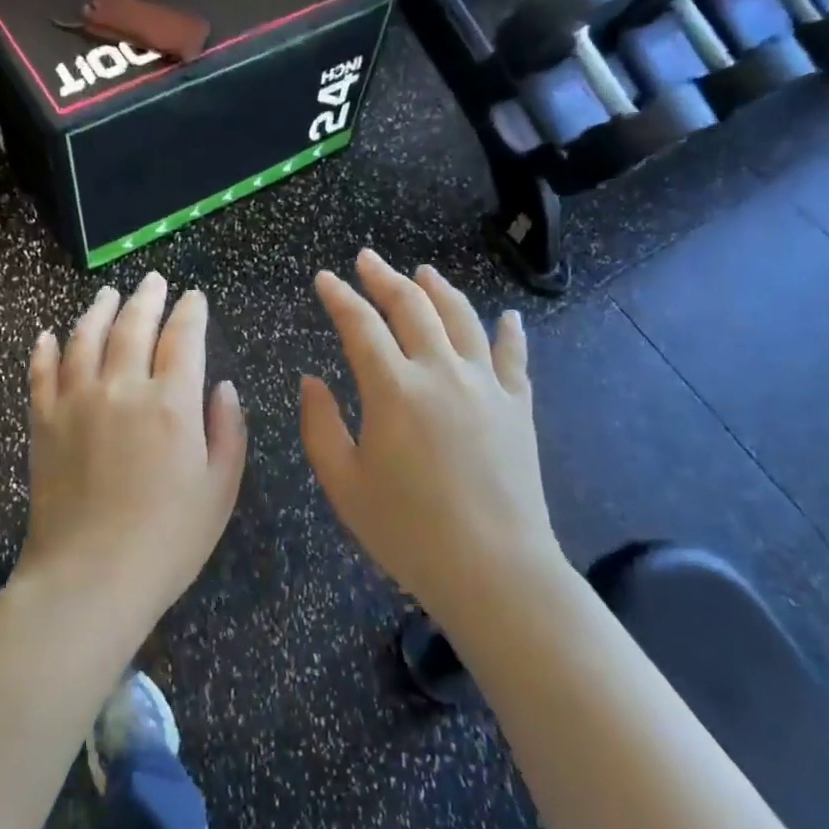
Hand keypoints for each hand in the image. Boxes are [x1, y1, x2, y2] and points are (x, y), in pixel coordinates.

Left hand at [21, 273, 247, 629]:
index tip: (195, 297)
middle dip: (147, 298)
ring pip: (85, 338)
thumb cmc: (167, 540)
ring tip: (108, 294)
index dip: (191, 312)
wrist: (89, 579)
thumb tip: (223, 387)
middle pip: (133, 326)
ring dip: (99, 310)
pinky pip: (41, 373)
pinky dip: (45, 350)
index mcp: (172, 403)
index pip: (183, 338)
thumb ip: (227, 431)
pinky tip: (48, 336)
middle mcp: (122, 388)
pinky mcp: (43, 423)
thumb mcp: (220, 490)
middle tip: (154, 281)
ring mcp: (76, 402)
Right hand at [300, 250, 563, 625]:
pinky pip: (514, 356)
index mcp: (393, 389)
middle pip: (412, 306)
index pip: (360, 325)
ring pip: (462, 318)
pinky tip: (506, 316)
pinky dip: (508, 331)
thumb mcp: (344, 483)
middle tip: (367, 260)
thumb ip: (320, 426)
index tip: (324, 278)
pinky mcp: (518, 405)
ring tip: (424, 272)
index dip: (339, 297)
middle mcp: (440, 371)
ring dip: (439, 289)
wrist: (494, 569)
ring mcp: (485, 385)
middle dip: (385, 278)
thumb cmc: (408, 531)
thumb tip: (311, 381)